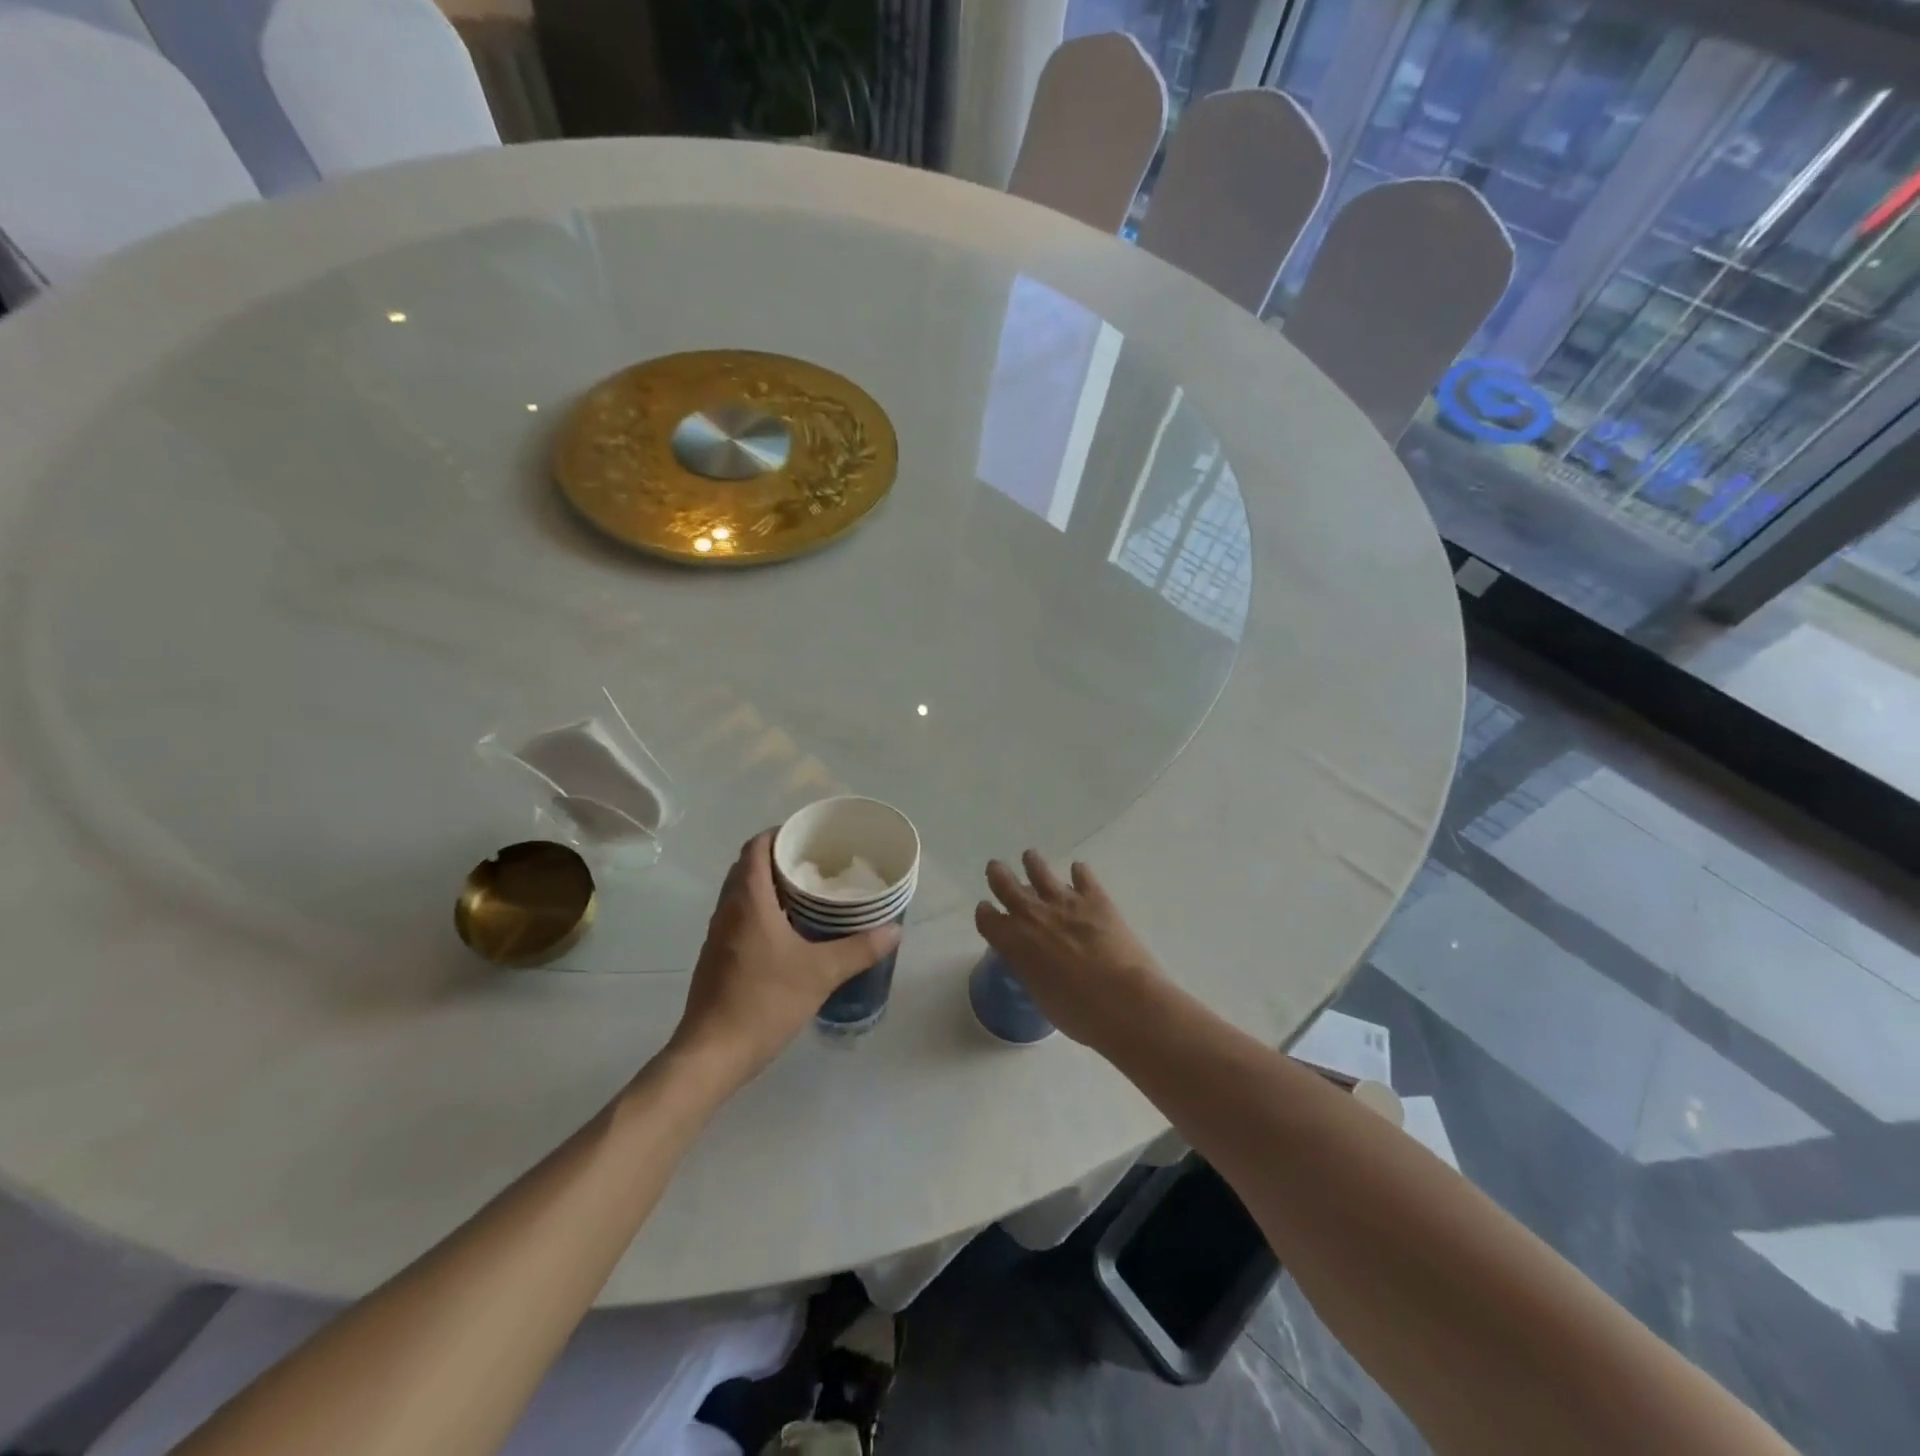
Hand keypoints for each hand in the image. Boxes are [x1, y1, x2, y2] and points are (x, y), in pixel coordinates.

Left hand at [670, 831, 901, 1084]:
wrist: (712, 1054)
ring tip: (809, 894)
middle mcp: (728, 911)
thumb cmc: (764, 1002)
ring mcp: (719, 936)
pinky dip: (762, 912)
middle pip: (748, 867)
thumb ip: (859, 949)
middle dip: (779, 859)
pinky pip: (740, 918)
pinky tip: (790, 933)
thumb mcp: (821, 973)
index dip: (779, 834)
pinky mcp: (718, 959)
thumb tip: (895, 929)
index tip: (808, 837)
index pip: (755, 847)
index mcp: (748, 901)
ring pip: (742, 894)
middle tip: (816, 864)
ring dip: (769, 886)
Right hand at [975, 851, 1163, 1046]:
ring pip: (1040, 871)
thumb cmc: (1079, 1013)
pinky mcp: (1095, 898)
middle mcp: (1033, 916)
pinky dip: (1078, 872)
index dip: (985, 913)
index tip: (985, 909)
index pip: (988, 920)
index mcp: (1015, 943)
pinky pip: (1082, 876)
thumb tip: (1036, 964)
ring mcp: (1064, 902)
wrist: (1123, 1000)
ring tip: (1030, 857)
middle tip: (995, 868)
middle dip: (998, 876)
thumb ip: (1032, 972)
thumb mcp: (1041, 996)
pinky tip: (1078, 870)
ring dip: (1033, 864)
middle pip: (1006, 886)